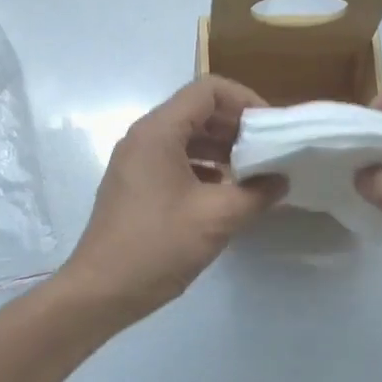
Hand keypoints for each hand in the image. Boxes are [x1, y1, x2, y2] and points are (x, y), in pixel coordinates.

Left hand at [60, 77, 283, 323]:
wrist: (101, 291)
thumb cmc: (158, 246)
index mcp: (158, 132)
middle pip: (197, 111)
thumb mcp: (217, 218)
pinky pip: (174, 160)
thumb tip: (281, 180)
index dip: (245, 100)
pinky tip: (225, 192)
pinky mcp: (135, 186)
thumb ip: (257, 193)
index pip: (208, 89)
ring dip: (221, 148)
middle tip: (269, 150)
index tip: (271, 129)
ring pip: (186, 137)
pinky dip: (203, 167)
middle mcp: (143, 138)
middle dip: (236, 126)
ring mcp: (135, 162)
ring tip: (253, 172)